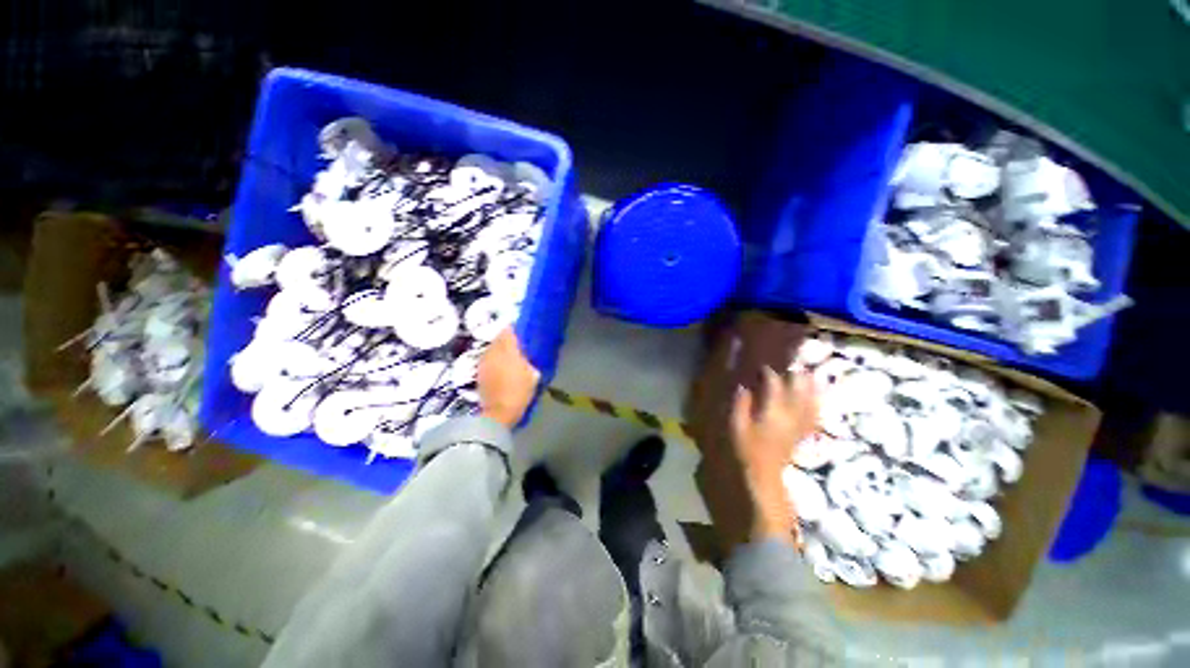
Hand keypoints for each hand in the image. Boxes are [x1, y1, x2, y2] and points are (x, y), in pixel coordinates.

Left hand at [477, 328, 539, 427]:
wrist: (498, 413)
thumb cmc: (519, 392)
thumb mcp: (533, 376)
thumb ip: (531, 361)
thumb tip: (529, 356)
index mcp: (508, 350)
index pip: (509, 330)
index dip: (516, 329)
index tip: (523, 331)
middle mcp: (493, 351)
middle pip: (499, 338)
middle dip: (508, 338)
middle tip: (519, 344)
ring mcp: (483, 361)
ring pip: (492, 348)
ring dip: (500, 348)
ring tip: (510, 355)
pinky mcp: (479, 372)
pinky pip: (488, 358)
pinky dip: (495, 359)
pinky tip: (501, 367)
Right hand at [730, 367, 819, 540]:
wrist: (764, 477)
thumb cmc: (746, 450)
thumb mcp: (736, 426)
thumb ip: (741, 404)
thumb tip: (743, 385)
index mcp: (773, 411)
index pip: (774, 383)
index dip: (768, 372)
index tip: (761, 365)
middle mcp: (792, 414)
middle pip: (799, 387)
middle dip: (794, 373)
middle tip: (786, 365)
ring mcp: (801, 424)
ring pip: (811, 398)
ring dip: (810, 384)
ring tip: (807, 372)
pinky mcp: (804, 432)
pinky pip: (815, 412)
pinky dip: (817, 401)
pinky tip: (818, 394)